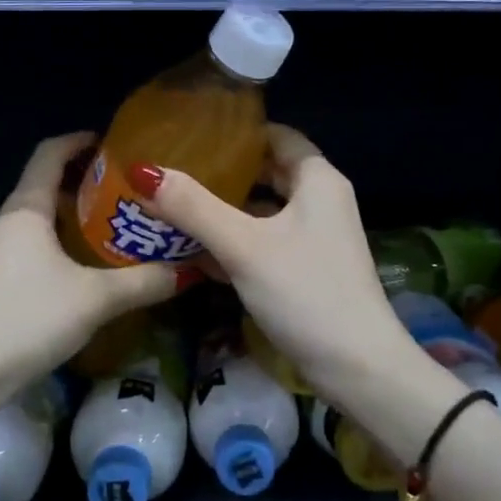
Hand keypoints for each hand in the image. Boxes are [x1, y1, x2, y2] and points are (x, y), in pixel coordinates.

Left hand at [0, 133, 179, 393]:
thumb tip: (183, 271)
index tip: (110, 143)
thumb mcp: (95, 299)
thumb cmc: (28, 318)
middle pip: (44, 186)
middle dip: (84, 185)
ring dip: (71, 219)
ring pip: (37, 222)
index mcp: (25, 210)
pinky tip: (82, 271)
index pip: (49, 154)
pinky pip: (30, 248)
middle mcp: (4, 222)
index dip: (78, 141)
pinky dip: (57, 246)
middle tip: (125, 194)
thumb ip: (142, 282)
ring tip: (111, 230)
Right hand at [132, 125, 411, 397]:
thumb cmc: (305, 292)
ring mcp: (315, 238)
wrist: (356, 368)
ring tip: (173, 207)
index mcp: (317, 180)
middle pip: (266, 173)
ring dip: (224, 211)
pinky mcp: (306, 269)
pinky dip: (235, 242)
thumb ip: (193, 207)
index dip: (236, 132)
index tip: (192, 134)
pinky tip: (195, 252)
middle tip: (174, 171)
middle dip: (222, 174)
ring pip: (262, 211)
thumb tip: (144, 171)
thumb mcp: (243, 246)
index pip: (275, 136)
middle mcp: (320, 201)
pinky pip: (264, 242)